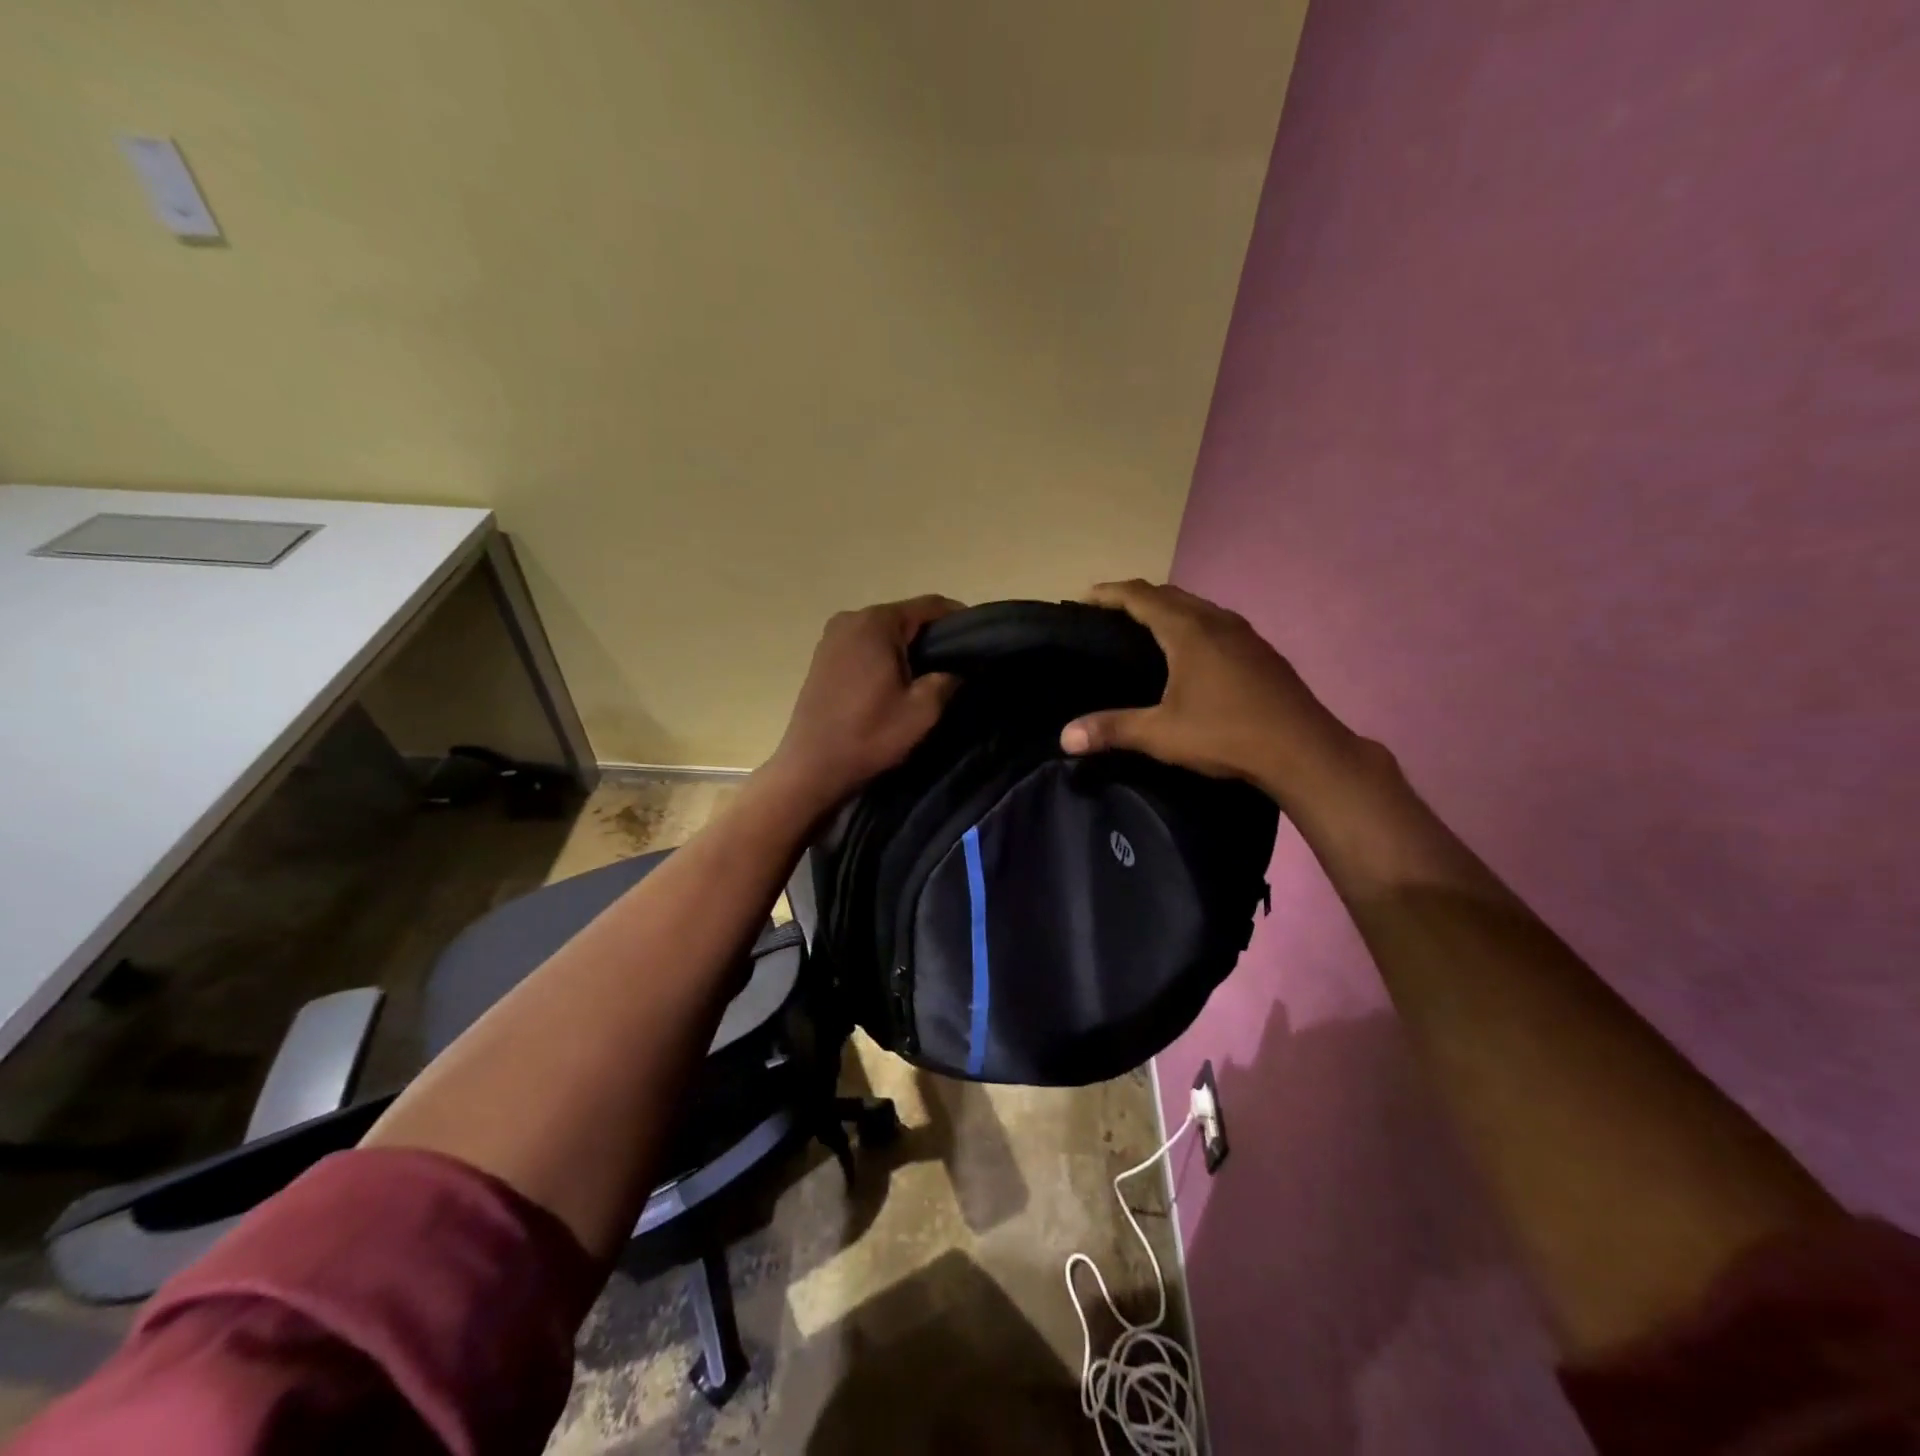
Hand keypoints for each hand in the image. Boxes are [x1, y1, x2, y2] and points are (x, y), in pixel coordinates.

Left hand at [766, 595, 963, 814]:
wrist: (812, 768)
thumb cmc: (869, 735)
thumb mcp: (923, 710)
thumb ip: (949, 679)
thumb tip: (960, 667)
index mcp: (877, 622)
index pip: (930, 606)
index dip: (960, 620)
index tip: (979, 643)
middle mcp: (851, 618)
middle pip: (905, 617)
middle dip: (932, 637)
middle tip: (957, 665)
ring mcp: (832, 637)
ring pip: (884, 633)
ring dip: (907, 649)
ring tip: (928, 677)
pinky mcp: (822, 657)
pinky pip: (864, 646)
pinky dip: (884, 657)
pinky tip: (895, 683)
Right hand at [1059, 581, 1363, 806]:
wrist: (1303, 750)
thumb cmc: (1226, 734)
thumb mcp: (1161, 735)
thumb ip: (1112, 729)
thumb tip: (1064, 737)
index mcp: (1188, 631)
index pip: (1140, 596)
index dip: (1110, 593)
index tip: (1085, 597)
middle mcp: (1216, 621)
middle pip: (1169, 594)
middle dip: (1136, 597)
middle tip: (1109, 612)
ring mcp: (1244, 634)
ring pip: (1197, 606)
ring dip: (1168, 608)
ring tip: (1145, 627)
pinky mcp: (1261, 652)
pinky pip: (1216, 622)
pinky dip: (1192, 624)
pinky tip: (1191, 651)